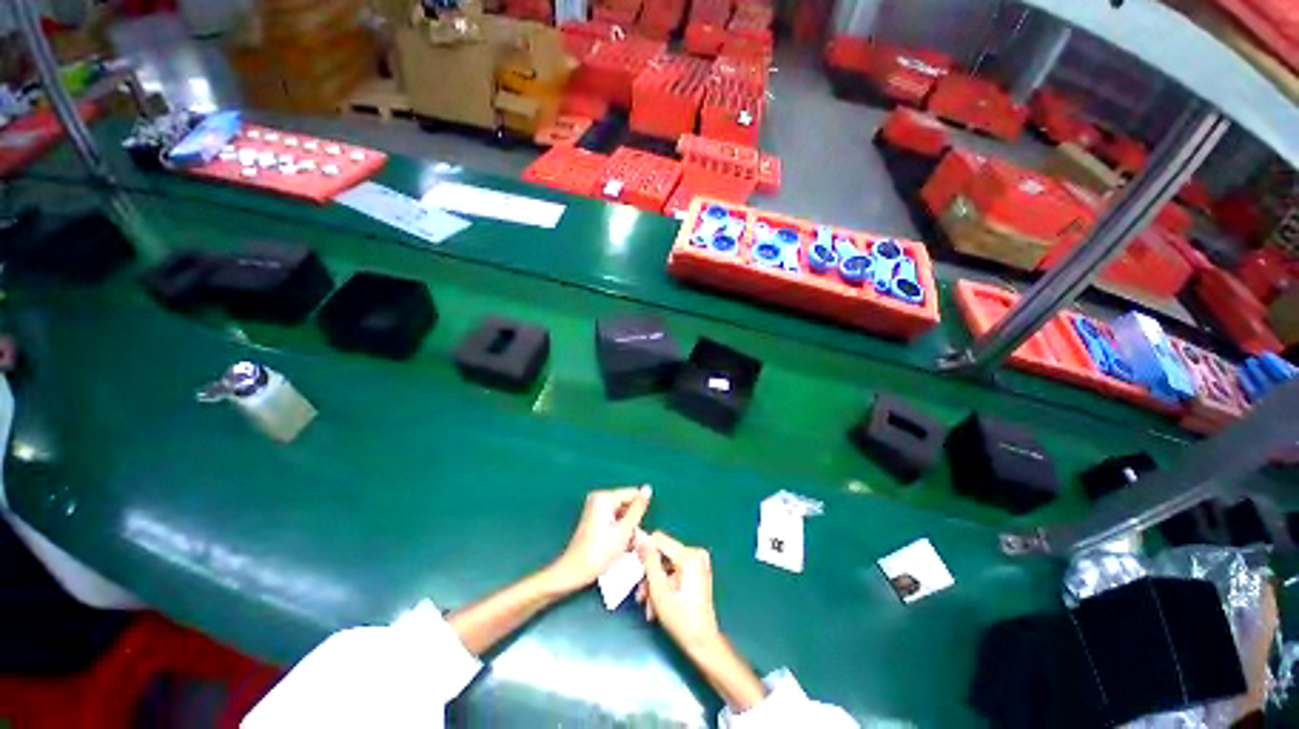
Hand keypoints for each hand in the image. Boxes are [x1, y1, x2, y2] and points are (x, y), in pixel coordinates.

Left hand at [547, 486, 651, 593]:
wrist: (573, 573)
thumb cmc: (599, 553)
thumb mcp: (624, 531)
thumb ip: (638, 509)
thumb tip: (648, 488)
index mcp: (605, 497)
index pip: (634, 495)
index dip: (640, 513)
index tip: (639, 533)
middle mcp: (599, 498)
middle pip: (627, 505)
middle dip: (634, 523)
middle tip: (634, 544)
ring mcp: (595, 508)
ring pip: (623, 514)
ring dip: (628, 530)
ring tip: (626, 548)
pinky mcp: (594, 519)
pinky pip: (614, 520)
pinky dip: (620, 532)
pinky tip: (619, 547)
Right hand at [636, 531, 766, 710]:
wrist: (702, 643)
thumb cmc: (681, 619)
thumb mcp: (659, 589)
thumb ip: (649, 561)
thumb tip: (640, 538)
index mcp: (689, 555)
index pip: (659, 539)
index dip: (644, 550)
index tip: (634, 565)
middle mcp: (695, 554)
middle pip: (662, 554)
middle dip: (649, 574)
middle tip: (641, 595)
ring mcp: (698, 563)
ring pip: (666, 565)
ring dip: (655, 583)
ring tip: (648, 605)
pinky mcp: (697, 572)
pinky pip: (674, 571)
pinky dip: (664, 585)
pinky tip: (657, 604)